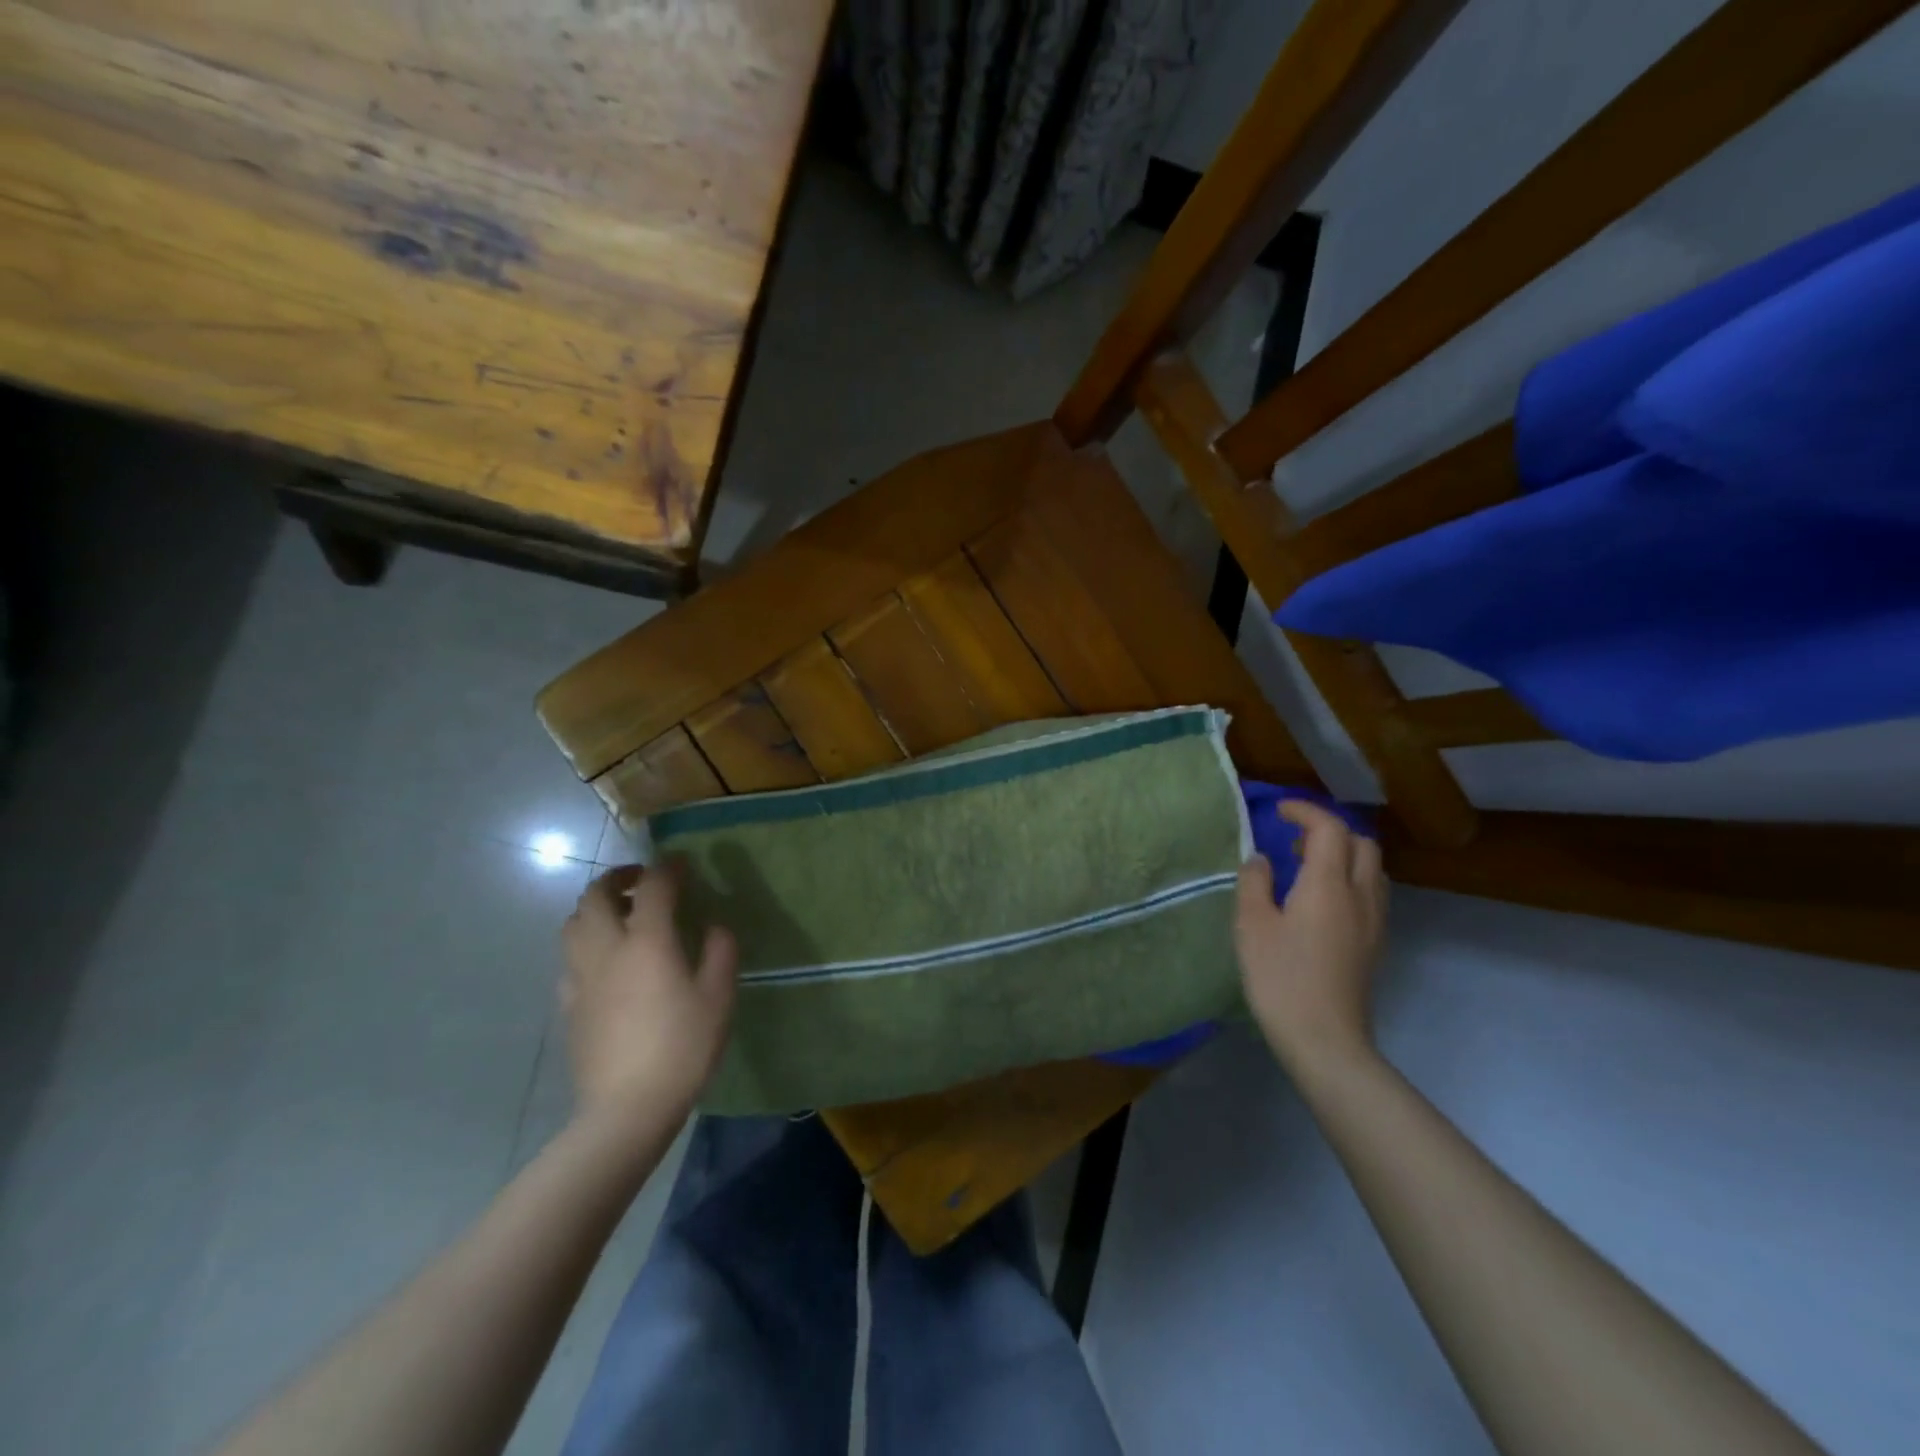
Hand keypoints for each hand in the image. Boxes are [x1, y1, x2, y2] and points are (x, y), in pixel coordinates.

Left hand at [561, 861, 737, 1134]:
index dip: (667, 868)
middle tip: (642, 881)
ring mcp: (580, 977)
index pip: (652, 887)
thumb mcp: (718, 998)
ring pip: (572, 923)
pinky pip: (569, 958)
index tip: (682, 864)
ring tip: (621, 916)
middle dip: (617, 878)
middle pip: (595, 895)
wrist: (626, 1109)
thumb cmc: (682, 1048)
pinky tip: (605, 961)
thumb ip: (719, 952)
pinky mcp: (567, 1004)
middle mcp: (606, 949)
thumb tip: (714, 926)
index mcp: (647, 941)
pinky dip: (585, 944)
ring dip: (595, 908)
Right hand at [1235, 800, 1387, 1080]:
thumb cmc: (1280, 978)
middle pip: (1361, 844)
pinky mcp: (1375, 945)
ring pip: (1372, 869)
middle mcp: (1360, 895)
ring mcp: (1374, 922)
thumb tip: (1261, 860)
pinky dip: (1350, 880)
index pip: (1329, 828)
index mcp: (1328, 884)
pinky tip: (1322, 903)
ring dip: (1344, 856)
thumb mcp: (1251, 926)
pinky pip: (1372, 894)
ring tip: (1307, 869)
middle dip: (1330, 831)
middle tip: (1295, 841)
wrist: (1325, 1039)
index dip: (1305, 811)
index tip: (1278, 812)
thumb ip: (1254, 883)